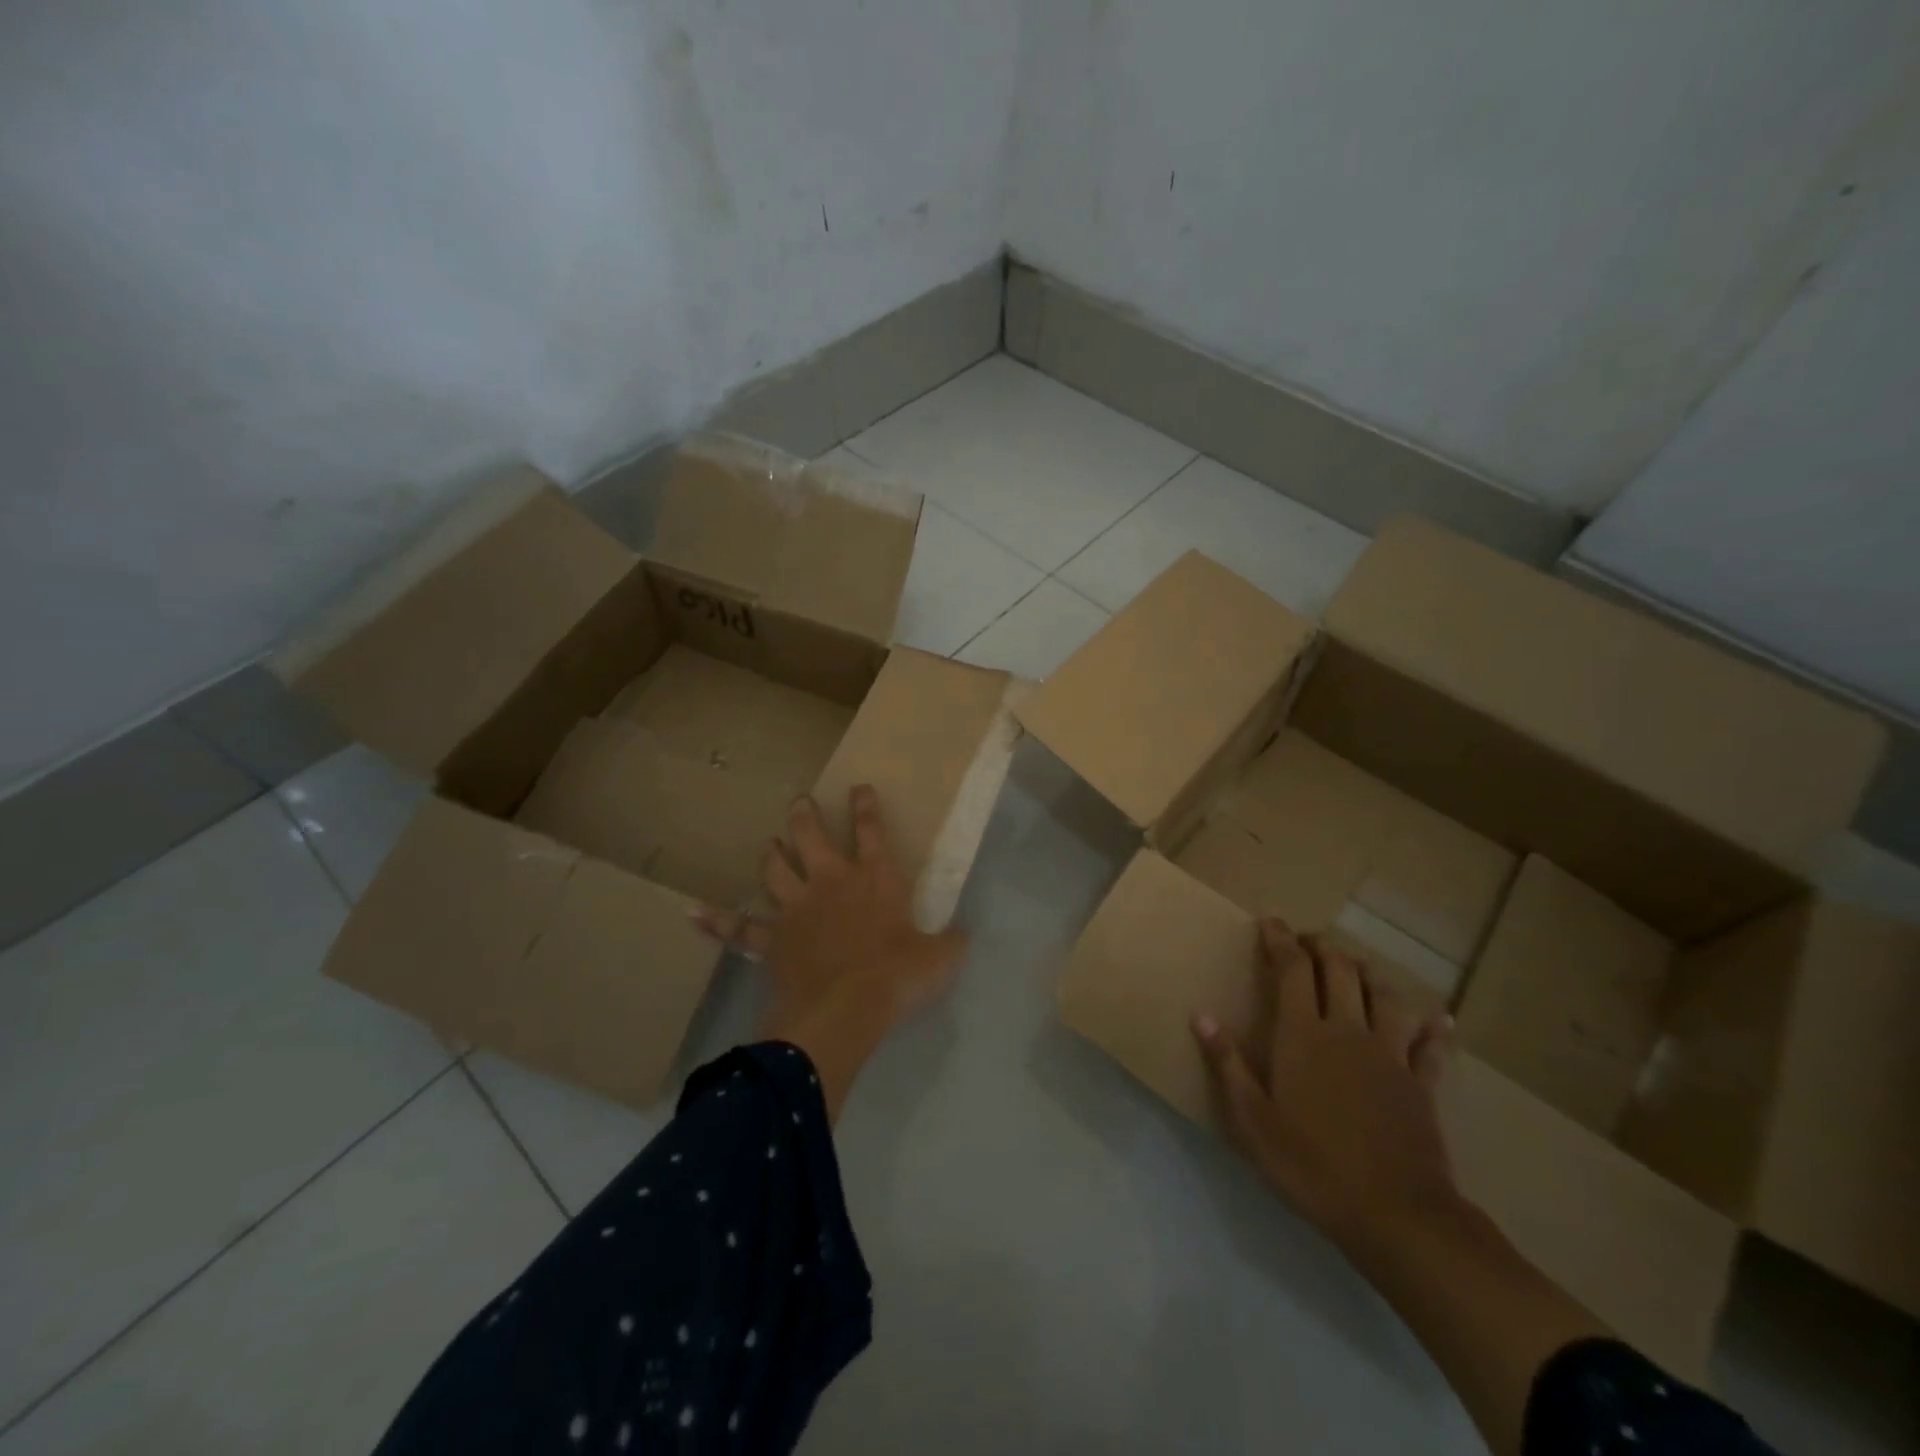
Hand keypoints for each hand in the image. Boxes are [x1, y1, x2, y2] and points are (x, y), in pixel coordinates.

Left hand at [697, 786, 967, 1117]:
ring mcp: (796, 909)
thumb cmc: (897, 976)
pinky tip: (692, 914)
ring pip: (774, 869)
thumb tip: (964, 936)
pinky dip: (716, 922)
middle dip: (804, 815)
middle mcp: (831, 882)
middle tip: (800, 802)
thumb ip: (951, 942)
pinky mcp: (772, 941)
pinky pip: (739, 930)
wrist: (845, 1010)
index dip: (865, 806)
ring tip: (769, 843)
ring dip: (771, 854)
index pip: (871, 830)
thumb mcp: (940, 958)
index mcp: (874, 879)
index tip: (859, 787)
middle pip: (810, 836)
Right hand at [1198, 922, 1612, 1455]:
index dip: (1280, 940)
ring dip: (1368, 973)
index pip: (1292, 969)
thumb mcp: (1253, 1120)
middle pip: (1340, 970)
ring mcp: (1390, 1054)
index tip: (1270, 922)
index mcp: (1303, 1034)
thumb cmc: (1312, 1165)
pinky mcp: (1422, 1083)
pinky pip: (1432, 1046)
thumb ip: (1228, 1064)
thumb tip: (1201, 1016)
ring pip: (1384, 995)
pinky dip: (1434, 1028)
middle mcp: (1348, 1030)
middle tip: (1307, 941)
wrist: (1397, 1213)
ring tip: (1356, 968)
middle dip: (1322, 947)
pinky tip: (1440, 1020)